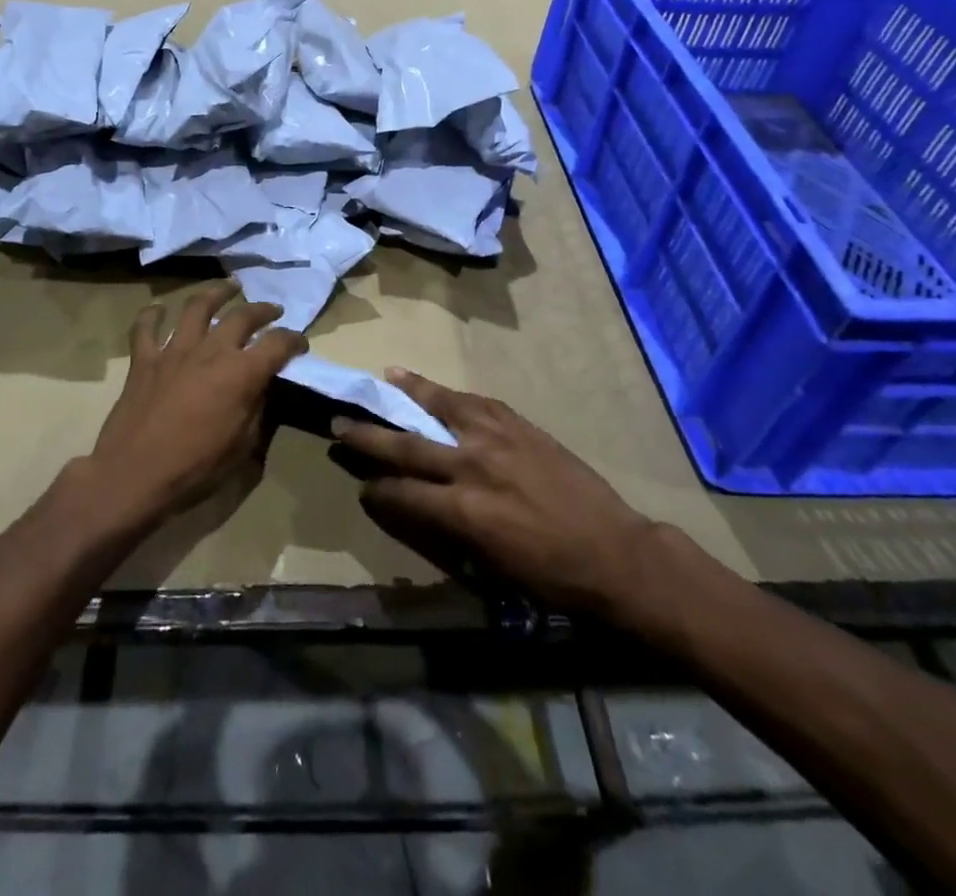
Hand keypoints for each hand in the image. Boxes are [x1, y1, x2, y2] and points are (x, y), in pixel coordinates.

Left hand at [88, 282, 307, 528]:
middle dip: (263, 310)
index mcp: (241, 373)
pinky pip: (146, 328)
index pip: (278, 344)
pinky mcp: (144, 359)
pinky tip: (158, 310)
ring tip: (228, 287)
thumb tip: (261, 388)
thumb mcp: (242, 447)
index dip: (294, 340)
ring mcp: (174, 350)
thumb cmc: (195, 468)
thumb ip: (256, 410)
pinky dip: (152, 315)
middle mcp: (211, 351)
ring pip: (197, 307)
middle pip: (242, 316)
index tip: (300, 344)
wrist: (134, 474)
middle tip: (272, 310)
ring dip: (216, 293)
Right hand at [333, 370, 662, 625]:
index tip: (361, 486)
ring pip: (440, 408)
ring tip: (384, 378)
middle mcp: (471, 466)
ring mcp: (496, 439)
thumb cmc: (551, 576)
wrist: (615, 552)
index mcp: (462, 511)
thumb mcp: (489, 566)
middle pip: (406, 446)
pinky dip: (449, 394)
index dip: (375, 490)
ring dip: (408, 393)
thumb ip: (447, 530)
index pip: (401, 493)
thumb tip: (417, 507)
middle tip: (340, 424)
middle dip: (368, 437)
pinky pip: (475, 402)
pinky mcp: (518, 425)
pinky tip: (436, 387)